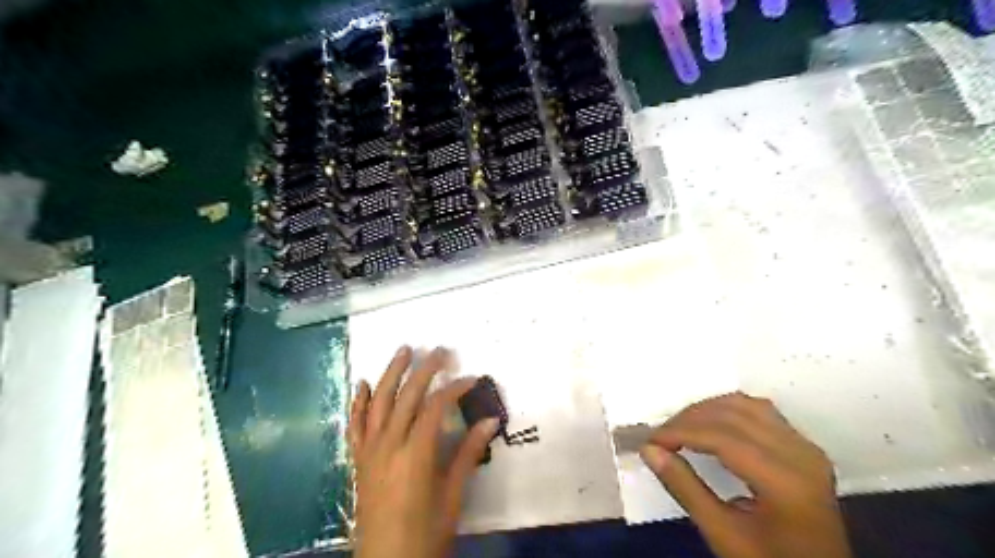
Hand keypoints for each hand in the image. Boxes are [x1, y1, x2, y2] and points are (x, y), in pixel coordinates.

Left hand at [352, 346, 506, 554]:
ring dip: (390, 373)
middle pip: (406, 396)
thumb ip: (468, 454)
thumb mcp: (452, 496)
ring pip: (378, 402)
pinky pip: (354, 425)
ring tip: (403, 350)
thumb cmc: (425, 533)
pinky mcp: (358, 461)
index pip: (435, 407)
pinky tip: (362, 384)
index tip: (471, 378)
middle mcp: (388, 445)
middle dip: (424, 369)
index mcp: (415, 454)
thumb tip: (491, 420)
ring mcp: (369, 451)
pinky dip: (358, 402)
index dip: (454, 388)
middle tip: (440, 350)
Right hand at [641, 393, 851, 557]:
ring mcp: (806, 447)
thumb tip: (650, 450)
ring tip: (681, 428)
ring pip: (747, 405)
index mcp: (785, 482)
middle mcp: (801, 455)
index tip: (652, 441)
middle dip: (690, 419)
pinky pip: (761, 412)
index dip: (682, 432)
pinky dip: (728, 410)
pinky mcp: (804, 447)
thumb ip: (685, 488)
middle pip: (734, 415)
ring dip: (708, 410)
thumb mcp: (723, 534)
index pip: (724, 438)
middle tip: (661, 437)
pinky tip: (710, 424)